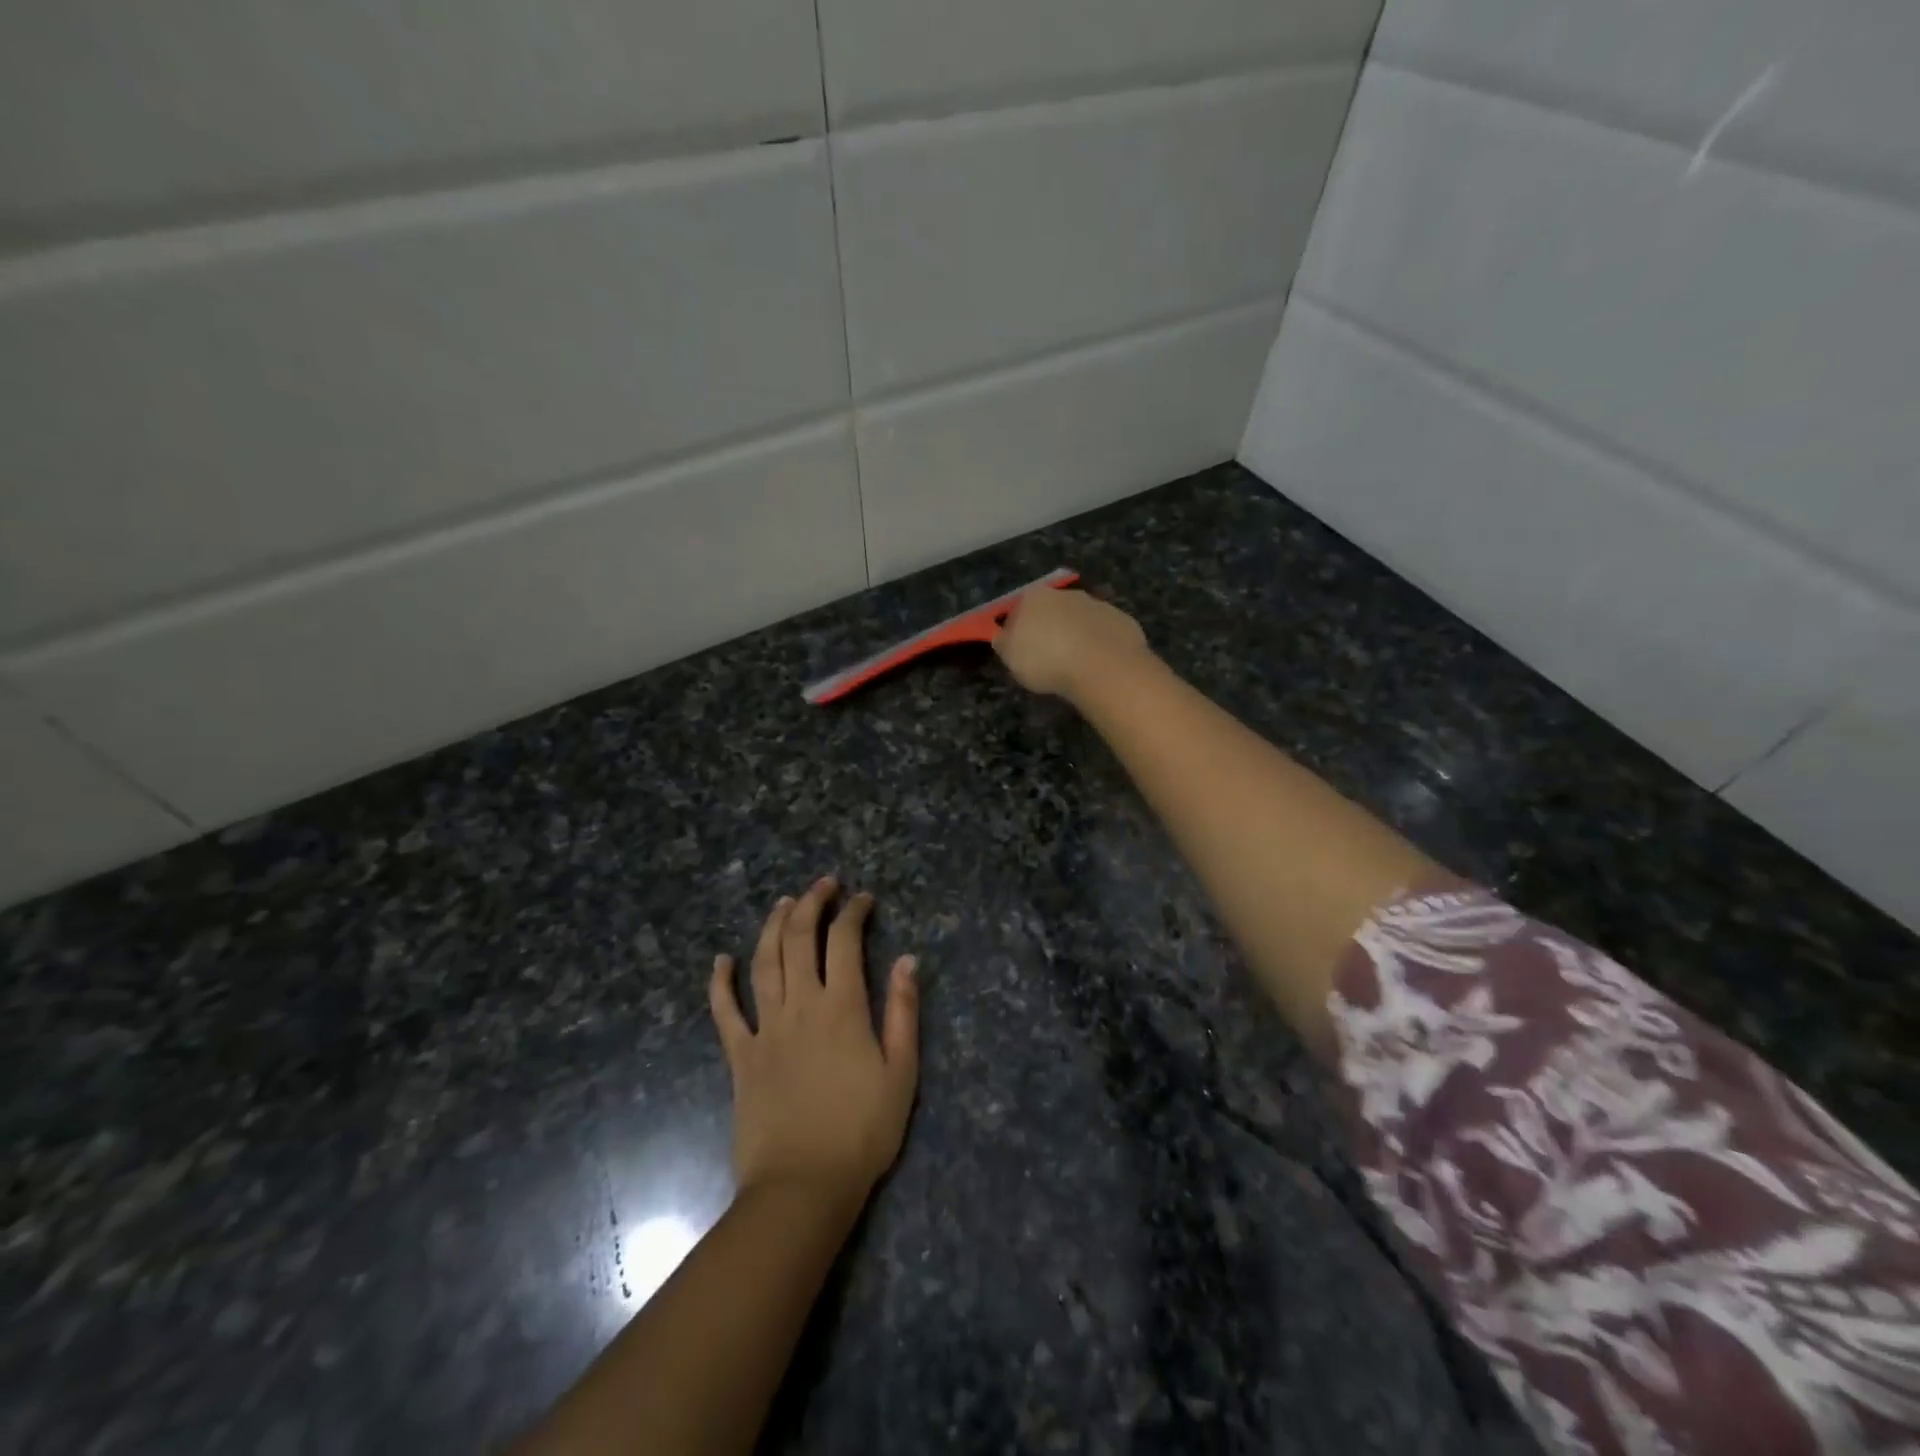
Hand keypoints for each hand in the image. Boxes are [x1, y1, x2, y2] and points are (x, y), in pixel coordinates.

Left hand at [709, 878, 919, 1207]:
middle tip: (823, 885)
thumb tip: (908, 960)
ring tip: (783, 902)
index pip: (845, 941)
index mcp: (842, 1008)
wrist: (803, 1187)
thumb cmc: (862, 1132)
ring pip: (764, 962)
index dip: (854, 912)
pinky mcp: (740, 1056)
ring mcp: (765, 1029)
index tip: (864, 899)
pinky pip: (724, 1012)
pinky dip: (720, 982)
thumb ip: (904, 1012)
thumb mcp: (901, 1073)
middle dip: (811, 903)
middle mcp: (801, 1006)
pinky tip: (720, 960)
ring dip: (773, 926)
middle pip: (800, 939)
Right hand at [993, 588, 1152, 701]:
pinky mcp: (1122, 620)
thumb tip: (1003, 637)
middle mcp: (1066, 594)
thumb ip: (1004, 644)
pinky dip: (1099, 645)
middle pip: (1051, 611)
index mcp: (1034, 597)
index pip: (1018, 609)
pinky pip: (1104, 633)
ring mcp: (1098, 605)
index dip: (1016, 631)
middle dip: (1049, 629)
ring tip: (1074, 665)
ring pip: (1080, 620)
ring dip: (1076, 636)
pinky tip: (1097, 665)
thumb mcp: (1011, 659)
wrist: (1102, 666)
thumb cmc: (1047, 661)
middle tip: (1048, 659)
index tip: (1019, 651)